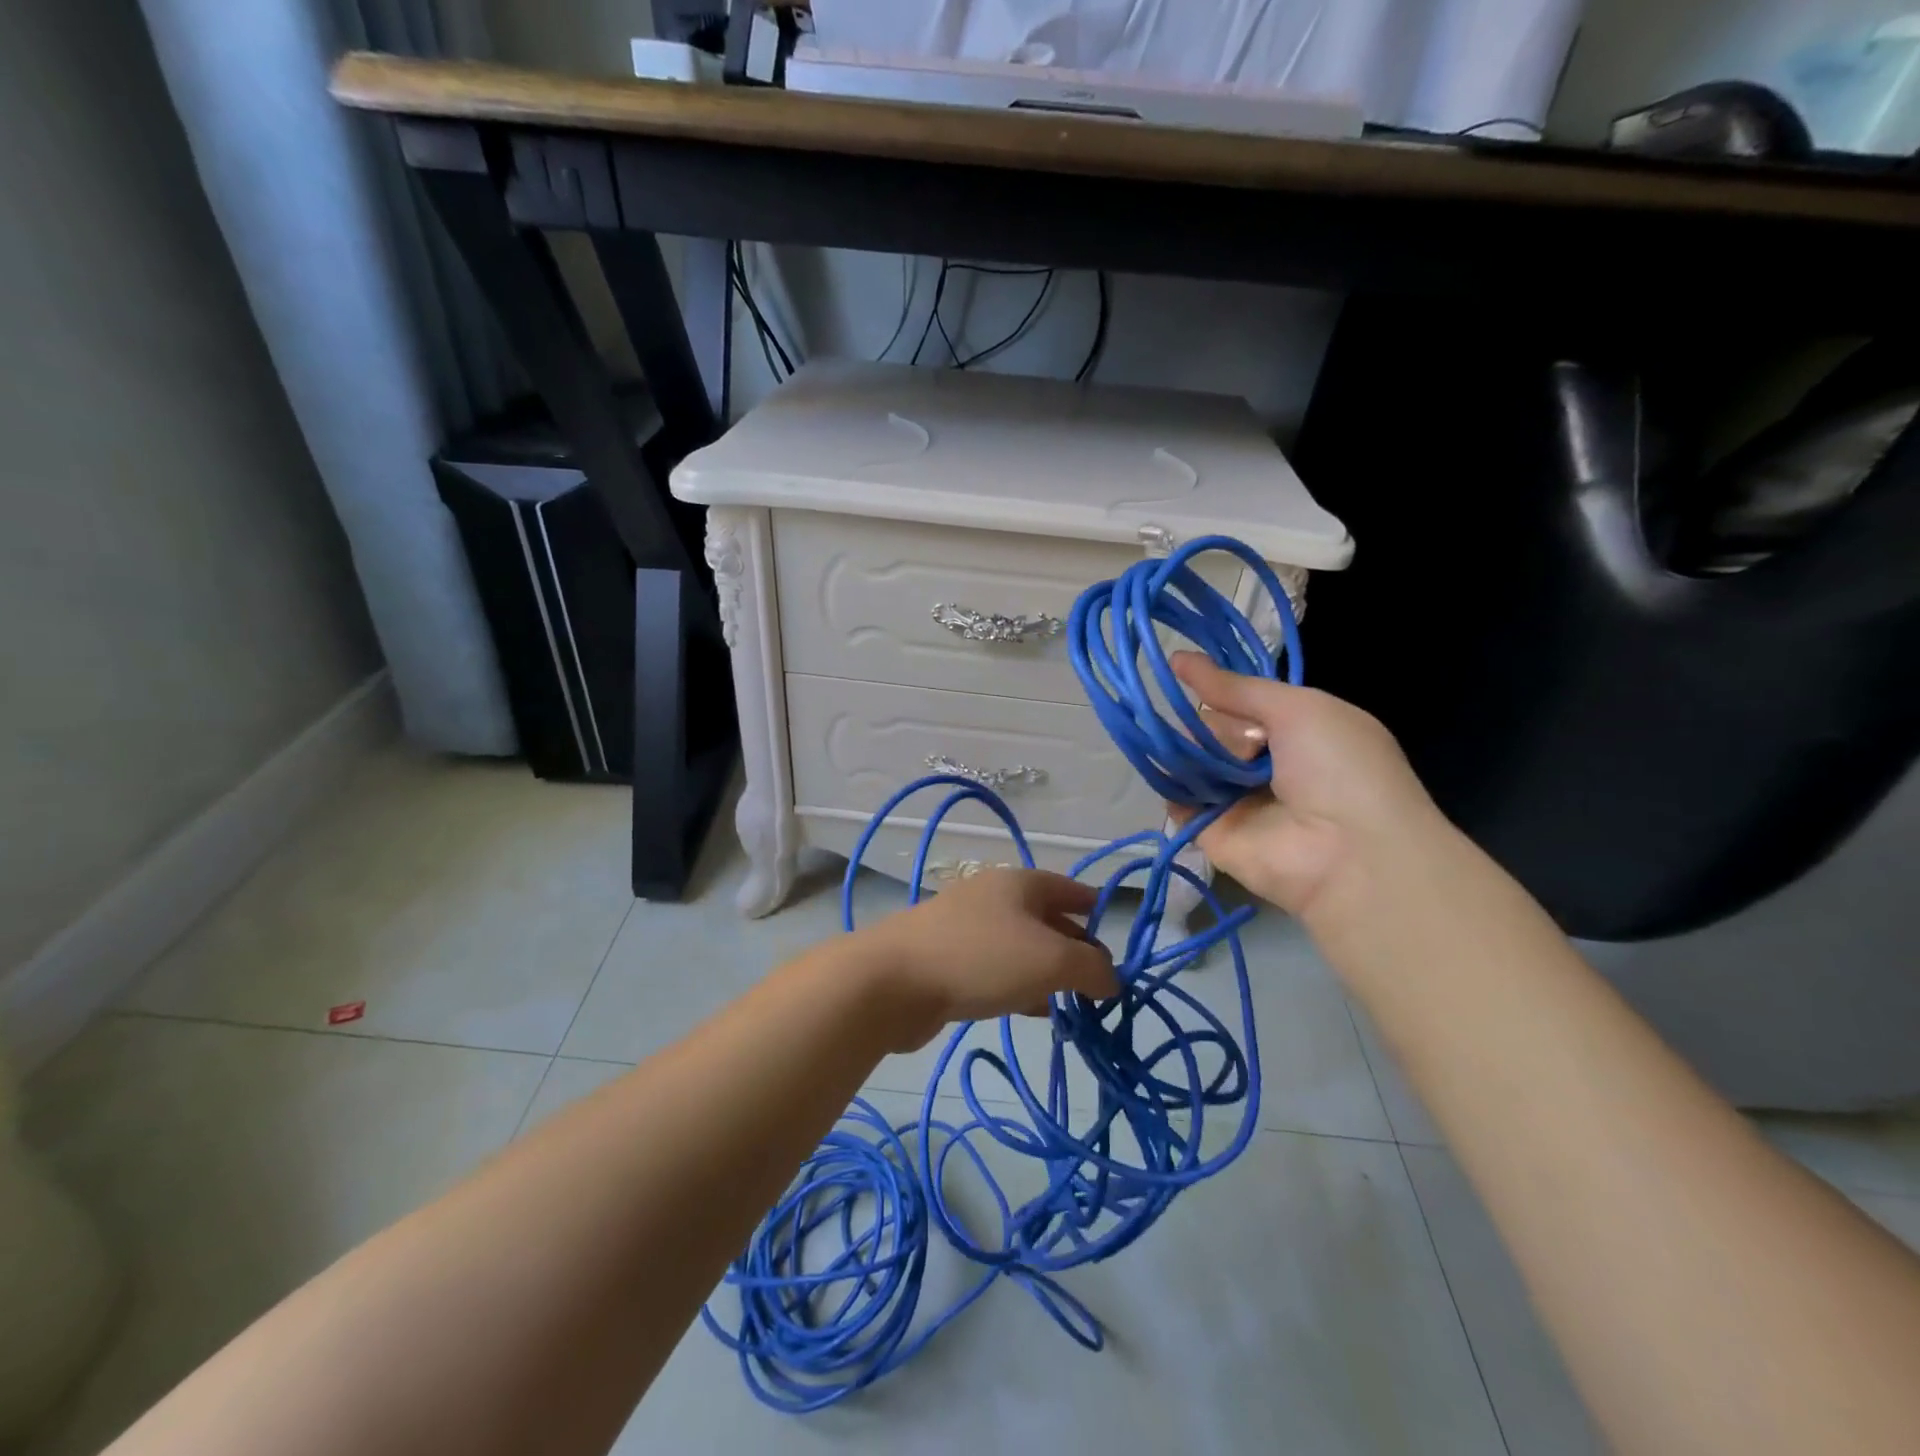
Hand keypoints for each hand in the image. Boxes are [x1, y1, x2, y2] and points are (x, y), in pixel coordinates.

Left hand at [866, 869, 1117, 1048]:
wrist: (893, 981)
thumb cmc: (981, 958)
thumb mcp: (1051, 961)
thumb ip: (1092, 968)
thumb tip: (1112, 979)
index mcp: (1021, 883)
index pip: (1071, 889)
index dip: (1097, 910)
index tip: (1119, 940)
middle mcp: (995, 897)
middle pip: (1047, 919)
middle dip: (1076, 949)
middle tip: (1100, 985)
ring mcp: (967, 928)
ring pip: (1022, 948)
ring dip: (1048, 973)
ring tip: (1073, 1004)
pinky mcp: (948, 960)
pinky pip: (996, 970)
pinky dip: (1019, 986)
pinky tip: (1032, 1012)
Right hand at [1170, 652, 1449, 923]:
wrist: (1349, 854)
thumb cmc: (1338, 768)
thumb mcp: (1298, 708)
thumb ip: (1236, 687)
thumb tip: (1177, 657)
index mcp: (1294, 731)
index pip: (1241, 702)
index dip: (1218, 689)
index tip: (1180, 668)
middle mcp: (1263, 763)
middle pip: (1211, 727)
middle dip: (1214, 725)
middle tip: (1241, 744)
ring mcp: (1234, 798)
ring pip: (1191, 758)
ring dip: (1190, 751)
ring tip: (1211, 761)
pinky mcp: (1209, 830)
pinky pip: (1177, 798)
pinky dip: (1169, 783)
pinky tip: (1170, 770)